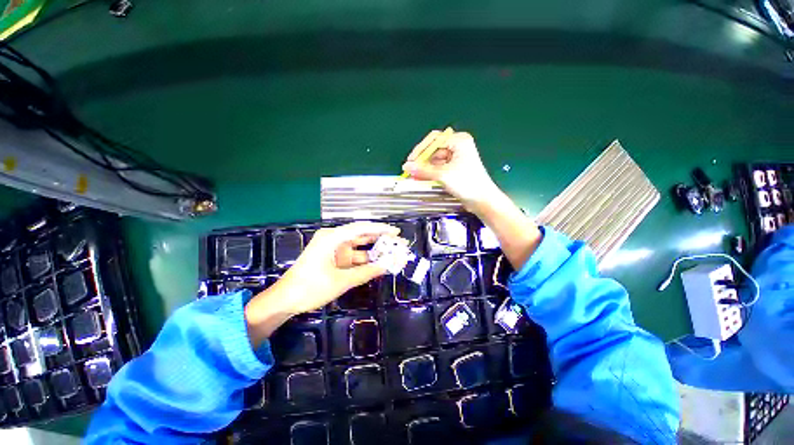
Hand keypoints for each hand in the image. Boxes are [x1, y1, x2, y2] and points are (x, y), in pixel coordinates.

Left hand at [244, 222, 400, 346]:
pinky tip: (379, 263)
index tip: (395, 232)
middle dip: (380, 238)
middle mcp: (335, 239)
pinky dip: (366, 261)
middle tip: (398, 240)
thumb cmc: (310, 287)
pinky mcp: (335, 259)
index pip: (361, 228)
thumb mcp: (341, 281)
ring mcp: (335, 250)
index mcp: (332, 238)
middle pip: (362, 235)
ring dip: (375, 250)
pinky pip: (355, 257)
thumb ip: (365, 272)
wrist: (286, 300)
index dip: (380, 229)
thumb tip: (386, 266)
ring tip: (393, 252)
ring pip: (360, 247)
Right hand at [401, 130, 498, 208]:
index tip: (410, 162)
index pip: (434, 140)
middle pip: (434, 149)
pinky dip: (430, 172)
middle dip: (422, 160)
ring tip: (415, 176)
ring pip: (435, 159)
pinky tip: (422, 178)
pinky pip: (439, 166)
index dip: (420, 150)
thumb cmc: (466, 183)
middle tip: (410, 170)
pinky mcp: (455, 168)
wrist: (482, 200)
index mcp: (459, 141)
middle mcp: (458, 145)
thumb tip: (406, 166)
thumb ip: (423, 170)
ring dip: (425, 167)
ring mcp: (457, 157)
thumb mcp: (443, 175)